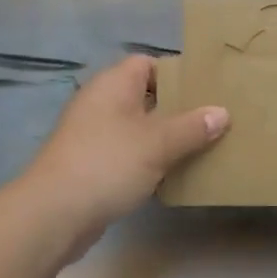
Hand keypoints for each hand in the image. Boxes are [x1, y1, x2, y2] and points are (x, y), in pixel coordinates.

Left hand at [16, 55, 227, 239]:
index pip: (147, 63)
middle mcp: (101, 101)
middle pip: (145, 95)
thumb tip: (222, 112)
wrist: (54, 214)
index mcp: (114, 83)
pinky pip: (126, 152)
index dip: (176, 73)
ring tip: (199, 148)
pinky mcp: (89, 163)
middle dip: (176, 109)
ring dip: (163, 138)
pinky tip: (170, 176)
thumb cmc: (108, 163)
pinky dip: (146, 160)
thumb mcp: (158, 143)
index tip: (206, 90)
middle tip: (211, 121)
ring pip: (137, 127)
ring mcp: (92, 134)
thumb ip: (192, 127)